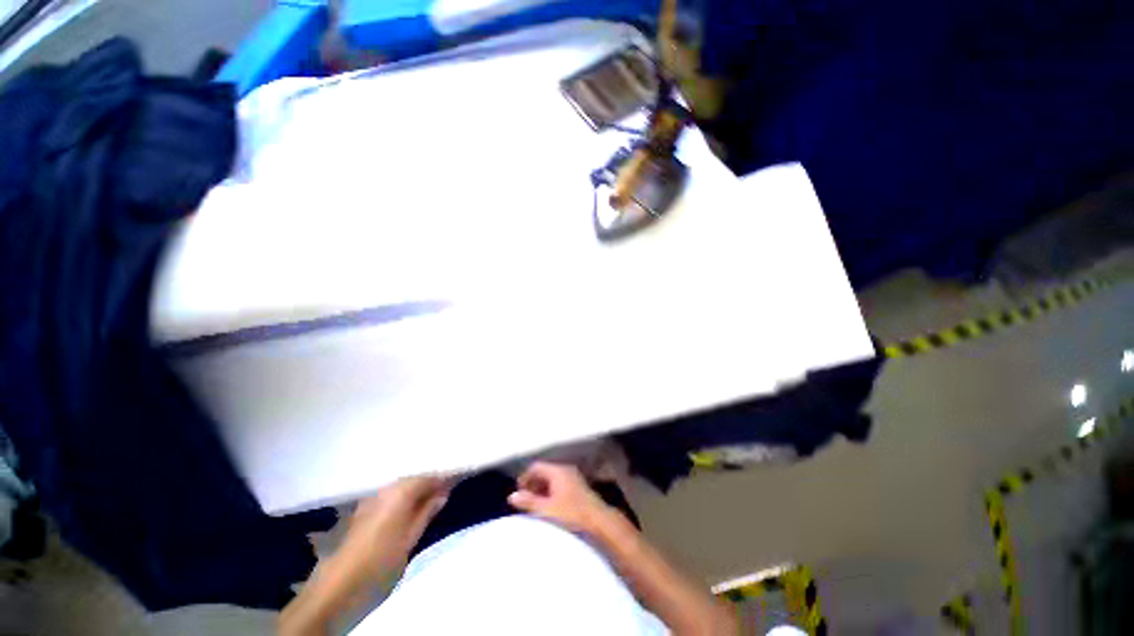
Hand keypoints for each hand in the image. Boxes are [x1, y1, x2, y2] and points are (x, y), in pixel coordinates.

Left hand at [341, 476, 449, 573]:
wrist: (341, 580)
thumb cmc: (382, 558)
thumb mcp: (411, 537)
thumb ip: (427, 511)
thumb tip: (443, 493)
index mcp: (401, 491)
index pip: (428, 476)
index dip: (443, 478)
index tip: (456, 481)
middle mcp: (386, 487)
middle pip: (414, 478)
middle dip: (429, 482)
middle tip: (445, 490)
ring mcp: (372, 496)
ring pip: (401, 485)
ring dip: (415, 489)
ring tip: (428, 498)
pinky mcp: (363, 507)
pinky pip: (389, 493)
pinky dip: (401, 496)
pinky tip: (407, 506)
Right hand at [507, 461, 616, 534]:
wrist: (599, 522)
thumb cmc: (571, 514)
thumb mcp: (546, 510)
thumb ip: (528, 502)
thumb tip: (511, 496)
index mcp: (557, 471)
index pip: (536, 467)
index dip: (525, 478)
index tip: (518, 493)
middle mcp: (566, 470)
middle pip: (544, 472)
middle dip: (533, 484)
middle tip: (524, 500)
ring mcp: (574, 478)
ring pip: (552, 480)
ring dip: (542, 490)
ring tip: (535, 506)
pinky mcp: (579, 489)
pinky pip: (560, 486)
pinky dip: (551, 493)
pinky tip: (550, 508)